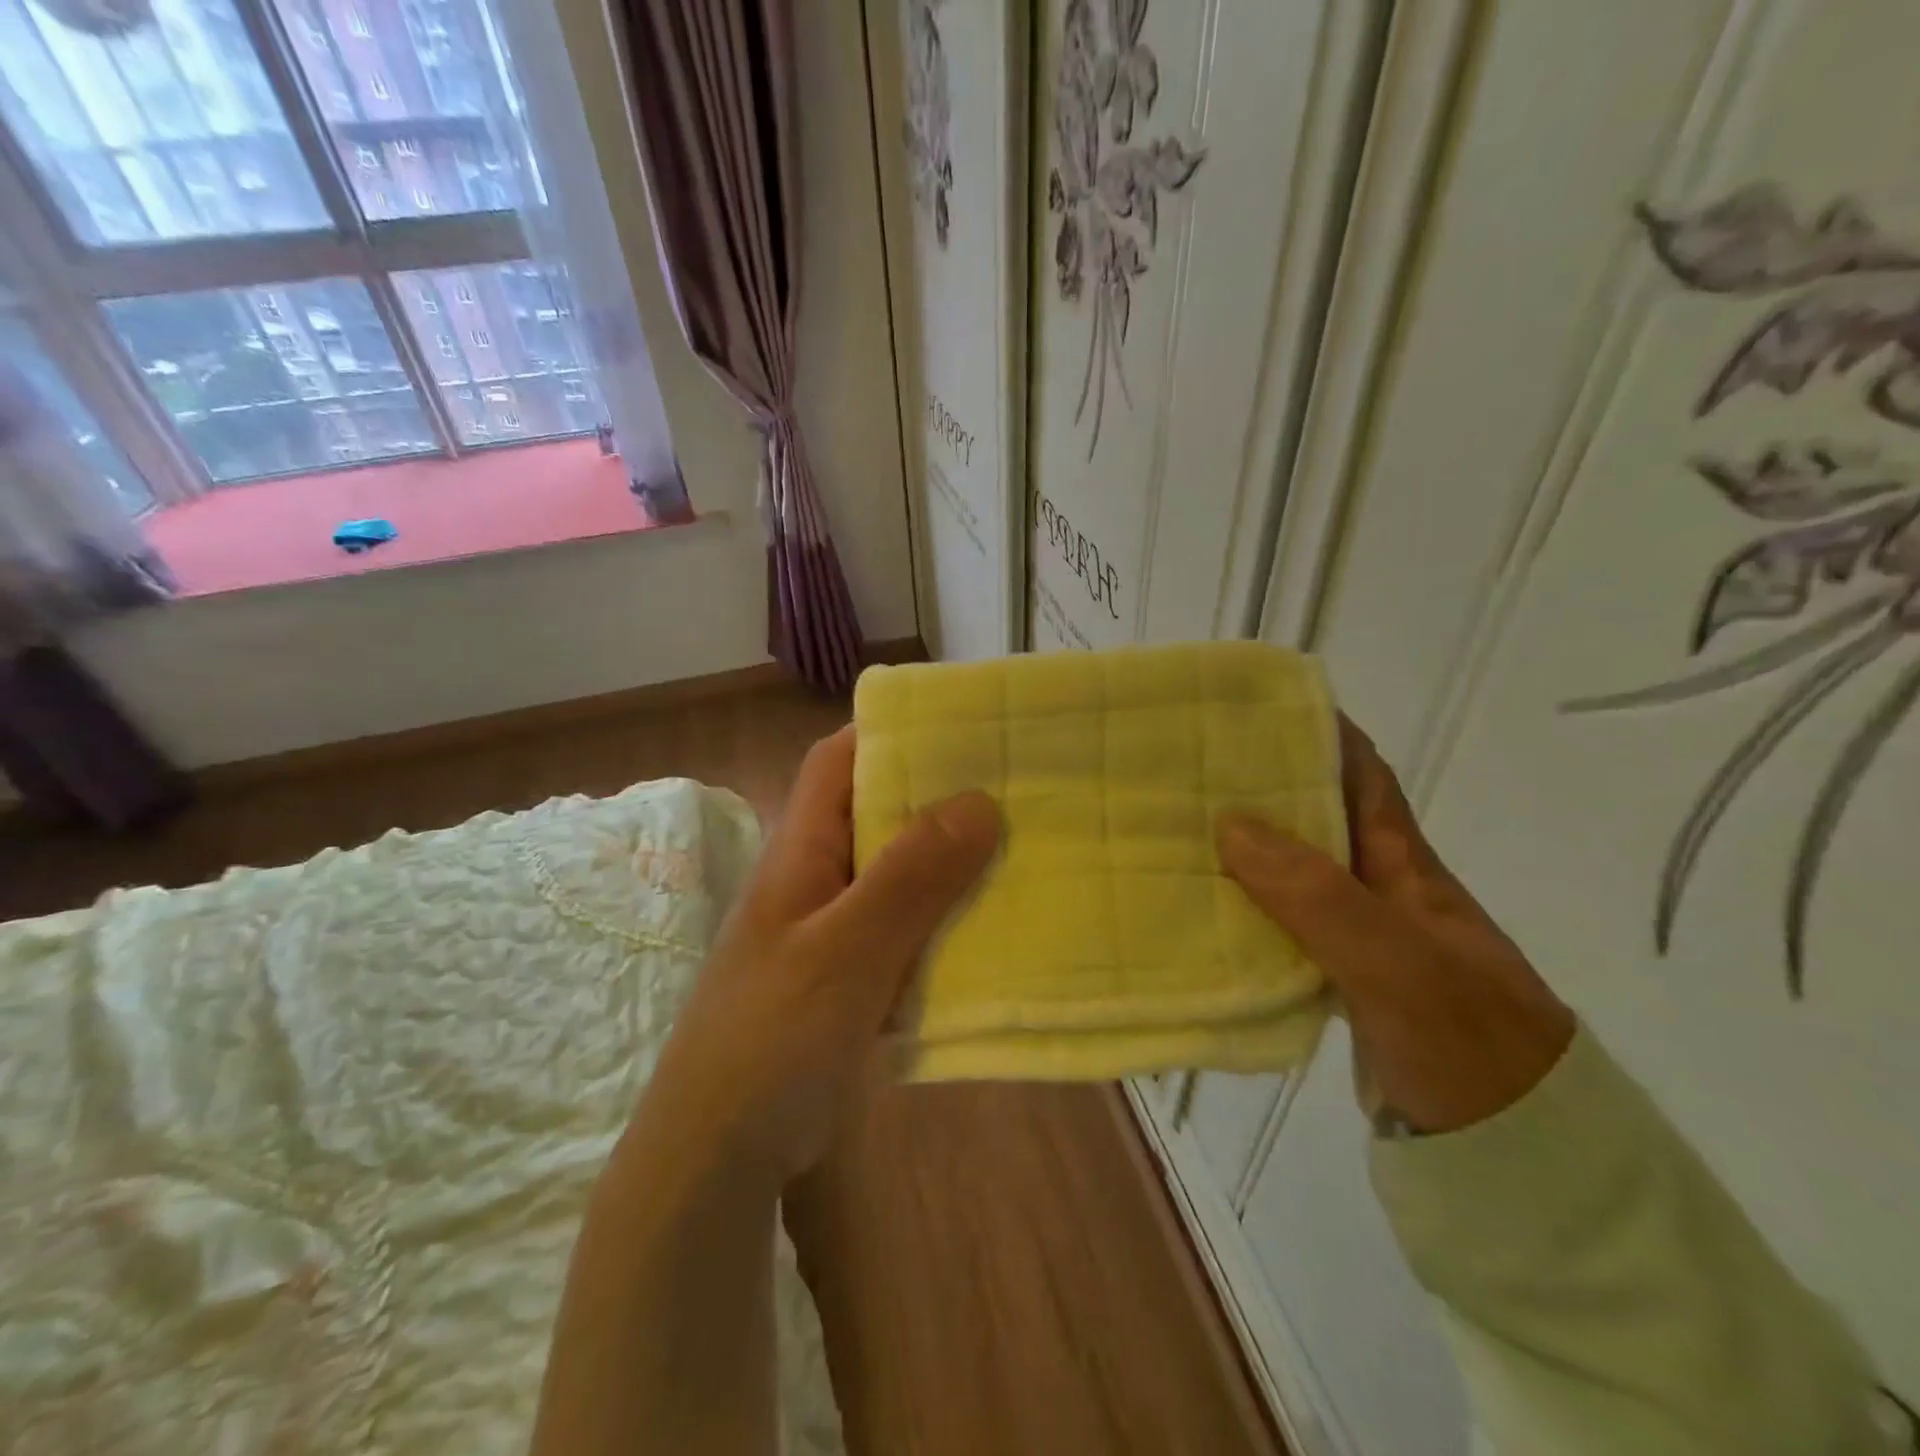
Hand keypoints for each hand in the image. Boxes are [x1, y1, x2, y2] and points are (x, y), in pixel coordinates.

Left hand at [648, 726, 999, 1183]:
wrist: (720, 1153)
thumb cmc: (773, 1036)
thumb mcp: (847, 950)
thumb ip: (910, 876)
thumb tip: (979, 800)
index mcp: (801, 850)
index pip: (837, 761)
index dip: (889, 734)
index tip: (961, 730)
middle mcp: (816, 877)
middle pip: (878, 814)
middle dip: (940, 799)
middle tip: (1017, 790)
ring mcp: (833, 929)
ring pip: (898, 875)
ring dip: (950, 864)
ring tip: (1021, 850)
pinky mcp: (850, 975)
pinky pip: (905, 930)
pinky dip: (943, 922)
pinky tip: (992, 929)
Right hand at [1217, 718, 1574, 1134]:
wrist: (1515, 1153)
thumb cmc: (1466, 1040)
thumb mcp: (1396, 962)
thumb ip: (1316, 895)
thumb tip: (1230, 823)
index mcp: (1401, 861)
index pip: (1359, 771)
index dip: (1315, 730)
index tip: (1248, 708)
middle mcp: (1376, 884)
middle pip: (1313, 816)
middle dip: (1258, 785)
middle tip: (1183, 769)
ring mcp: (1357, 933)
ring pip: (1289, 870)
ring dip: (1241, 848)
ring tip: (1173, 829)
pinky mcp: (1337, 976)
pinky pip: (1279, 923)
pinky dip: (1242, 909)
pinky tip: (1200, 910)